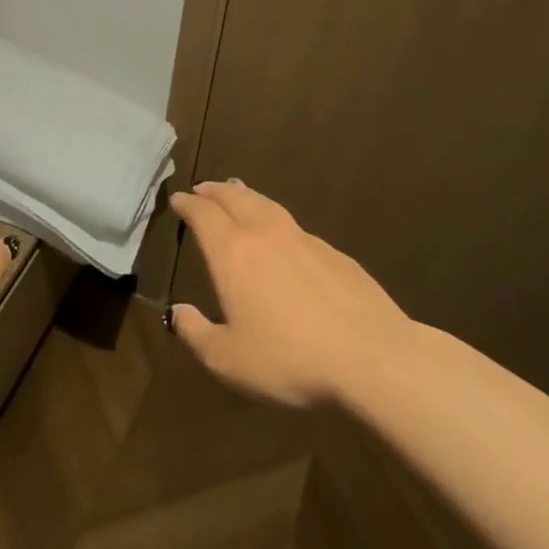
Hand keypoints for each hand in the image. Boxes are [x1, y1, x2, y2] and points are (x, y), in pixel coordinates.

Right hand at [168, 180, 410, 407]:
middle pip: (235, 198)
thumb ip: (195, 333)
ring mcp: (304, 239)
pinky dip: (276, 219)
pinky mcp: (334, 253)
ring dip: (246, 195)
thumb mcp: (228, 360)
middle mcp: (265, 234)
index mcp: (233, 253)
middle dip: (215, 191)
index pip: (203, 214)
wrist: (371, 356)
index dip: (188, 204)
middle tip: (203, 188)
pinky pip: (294, 225)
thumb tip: (177, 312)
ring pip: (267, 205)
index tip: (177, 199)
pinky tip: (282, 234)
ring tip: (237, 192)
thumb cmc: (290, 359)